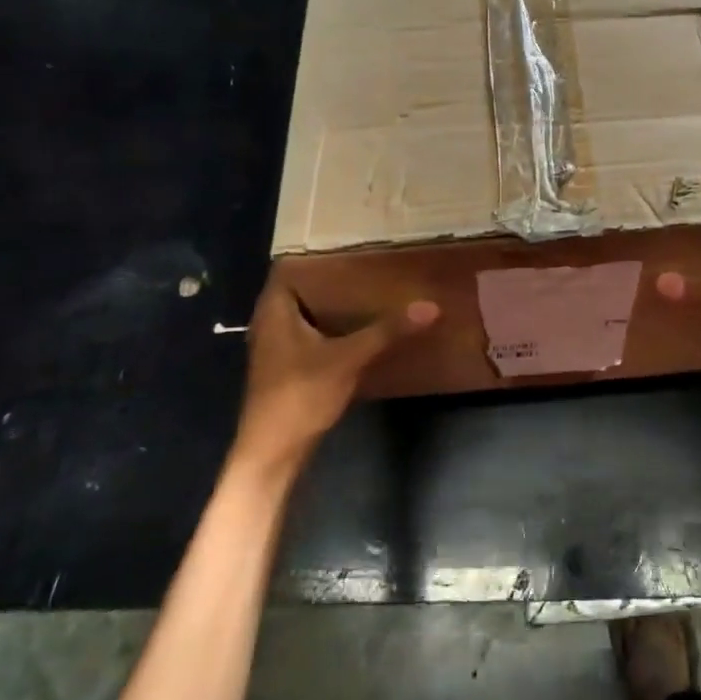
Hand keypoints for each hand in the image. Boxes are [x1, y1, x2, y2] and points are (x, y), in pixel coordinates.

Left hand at [234, 270, 438, 471]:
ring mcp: (278, 349)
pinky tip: (361, 329)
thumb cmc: (299, 396)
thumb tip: (430, 306)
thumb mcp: (348, 359)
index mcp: (274, 312)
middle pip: (301, 291)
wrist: (273, 454)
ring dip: (333, 306)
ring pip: (306, 315)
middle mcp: (270, 325)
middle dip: (332, 280)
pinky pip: (311, 335)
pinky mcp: (288, 369)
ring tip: (370, 291)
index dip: (316, 256)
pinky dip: (332, 328)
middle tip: (369, 265)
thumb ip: (387, 332)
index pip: (289, 268)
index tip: (350, 246)